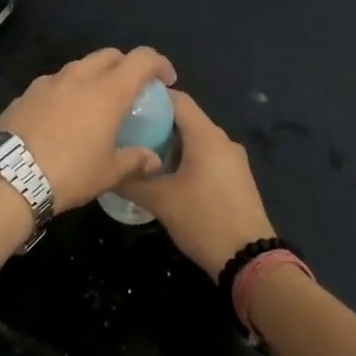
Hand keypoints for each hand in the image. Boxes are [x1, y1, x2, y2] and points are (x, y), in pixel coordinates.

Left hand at [0, 47, 177, 212]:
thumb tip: (153, 159)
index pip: (142, 59)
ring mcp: (48, 82)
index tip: (166, 80)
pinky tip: (64, 116)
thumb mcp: (108, 173)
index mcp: (108, 90)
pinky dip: (67, 91)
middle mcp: (79, 76)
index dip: (158, 64)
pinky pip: (55, 83)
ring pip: (80, 67)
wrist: (7, 177)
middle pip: (109, 55)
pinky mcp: (26, 93)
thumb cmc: (69, 172)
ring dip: (94, 76)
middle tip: (131, 90)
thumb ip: (135, 160)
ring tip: (96, 103)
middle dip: (125, 65)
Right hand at [116, 91, 274, 274]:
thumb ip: (131, 182)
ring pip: (197, 139)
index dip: (152, 96)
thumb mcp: (160, 201)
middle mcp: (223, 140)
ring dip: (171, 142)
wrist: (249, 259)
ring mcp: (233, 160)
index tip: (126, 102)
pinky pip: (208, 156)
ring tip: (141, 152)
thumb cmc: (203, 220)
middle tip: (128, 130)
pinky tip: (167, 174)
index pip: (178, 99)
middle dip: (158, 122)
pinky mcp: (237, 178)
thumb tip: (106, 172)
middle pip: (187, 119)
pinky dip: (186, 157)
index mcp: (206, 136)